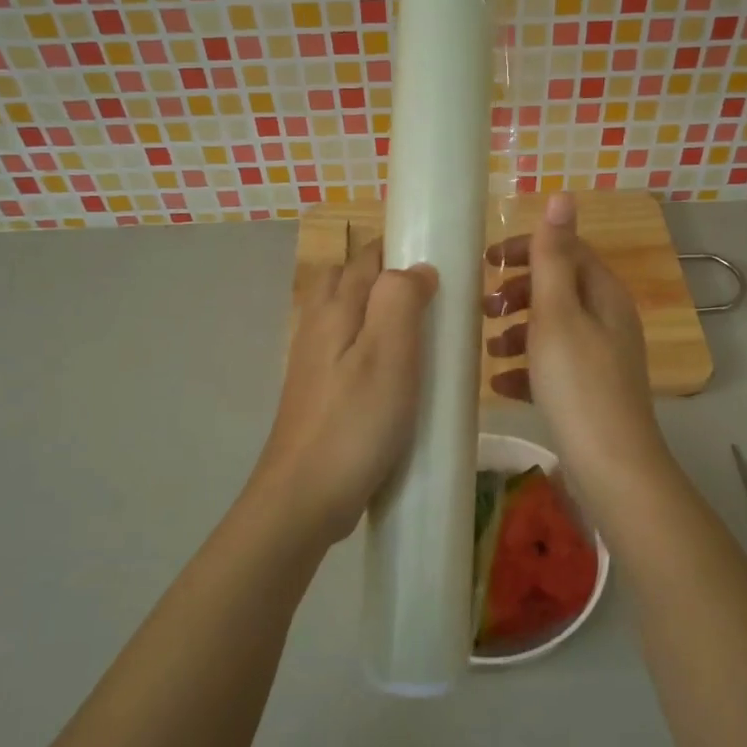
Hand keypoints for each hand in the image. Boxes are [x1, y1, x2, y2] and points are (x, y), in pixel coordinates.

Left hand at [251, 239, 438, 545]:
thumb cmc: (355, 424)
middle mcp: (317, 328)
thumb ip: (401, 300)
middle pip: (348, 282)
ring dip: (379, 314)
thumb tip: (417, 268)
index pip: (366, 257)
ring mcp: (313, 364)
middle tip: (433, 300)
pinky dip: (372, 348)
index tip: (442, 261)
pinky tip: (397, 377)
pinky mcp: (319, 395)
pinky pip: (347, 353)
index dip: (401, 249)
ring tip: (422, 336)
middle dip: (386, 277)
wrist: (304, 497)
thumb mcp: (388, 355)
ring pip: (346, 319)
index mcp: (334, 310)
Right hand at [484, 192, 667, 493]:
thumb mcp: (558, 314)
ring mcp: (601, 359)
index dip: (527, 249)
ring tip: (487, 348)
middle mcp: (608, 321)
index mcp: (604, 296)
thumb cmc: (578, 383)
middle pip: (559, 290)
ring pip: (553, 331)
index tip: (487, 262)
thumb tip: (562, 196)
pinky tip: (501, 386)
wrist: (611, 465)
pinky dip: (526, 370)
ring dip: (517, 332)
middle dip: (518, 293)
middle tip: (483, 306)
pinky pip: (553, 368)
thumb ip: (553, 257)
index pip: (567, 251)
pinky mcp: (590, 392)